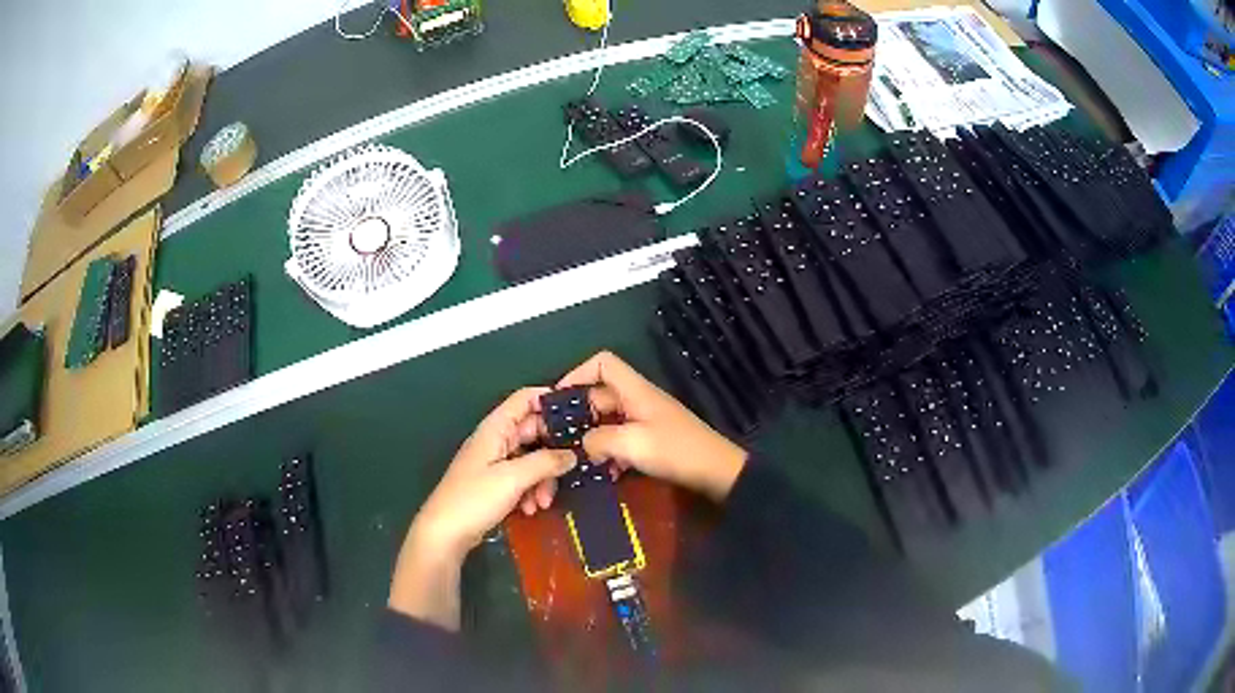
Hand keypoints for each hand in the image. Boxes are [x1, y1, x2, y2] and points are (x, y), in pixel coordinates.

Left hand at [389, 387, 575, 628]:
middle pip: (533, 432)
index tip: (580, 417)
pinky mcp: (495, 484)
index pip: (526, 399)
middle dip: (552, 452)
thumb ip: (545, 462)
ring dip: (543, 478)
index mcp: (496, 428)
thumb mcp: (513, 478)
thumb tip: (573, 454)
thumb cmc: (474, 499)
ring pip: (531, 458)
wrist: (445, 533)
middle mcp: (496, 440)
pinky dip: (531, 490)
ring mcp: (495, 462)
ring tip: (543, 502)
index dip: (551, 402)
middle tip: (569, 471)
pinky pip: (522, 478)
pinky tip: (531, 509)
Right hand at [557, 351, 746, 502]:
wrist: (717, 472)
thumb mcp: (632, 444)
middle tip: (557, 437)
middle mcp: (638, 399)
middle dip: (577, 413)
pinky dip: (609, 450)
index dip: (577, 373)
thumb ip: (599, 440)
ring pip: (607, 419)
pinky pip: (620, 438)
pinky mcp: (651, 439)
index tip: (557, 399)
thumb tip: (582, 444)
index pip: (602, 363)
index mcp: (635, 390)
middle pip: (599, 394)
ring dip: (592, 436)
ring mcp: (646, 419)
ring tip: (575, 457)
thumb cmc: (676, 450)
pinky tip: (603, 471)